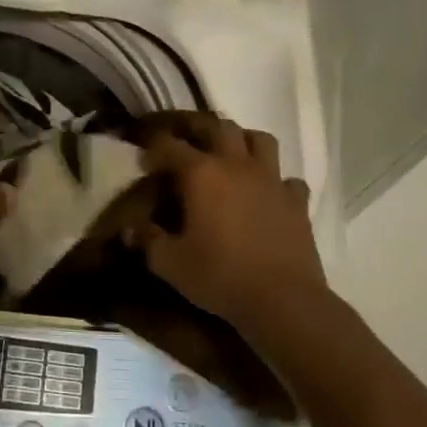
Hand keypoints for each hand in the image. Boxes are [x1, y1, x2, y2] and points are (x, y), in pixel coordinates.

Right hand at [128, 116, 327, 326]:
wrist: (284, 300)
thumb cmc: (221, 276)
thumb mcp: (170, 263)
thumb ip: (147, 240)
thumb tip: (129, 229)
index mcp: (201, 174)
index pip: (169, 145)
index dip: (152, 144)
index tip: (141, 153)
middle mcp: (237, 165)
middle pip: (218, 126)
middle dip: (197, 126)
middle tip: (183, 136)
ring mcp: (271, 180)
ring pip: (259, 139)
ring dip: (242, 140)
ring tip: (230, 153)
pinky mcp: (296, 201)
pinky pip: (288, 179)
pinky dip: (277, 181)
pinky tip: (268, 194)